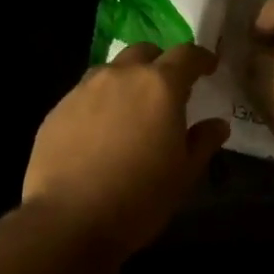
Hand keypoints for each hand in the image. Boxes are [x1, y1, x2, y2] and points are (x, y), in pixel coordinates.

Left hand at [23, 44, 230, 258]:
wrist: (70, 220)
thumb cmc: (139, 198)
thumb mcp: (184, 174)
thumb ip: (203, 142)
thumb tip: (217, 124)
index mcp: (160, 87)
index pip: (186, 55)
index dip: (201, 58)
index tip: (208, 67)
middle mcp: (120, 77)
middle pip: (144, 53)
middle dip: (160, 64)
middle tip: (168, 90)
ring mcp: (83, 90)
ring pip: (110, 71)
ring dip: (126, 82)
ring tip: (131, 110)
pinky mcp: (57, 110)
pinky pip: (84, 95)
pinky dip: (99, 104)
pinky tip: (99, 133)